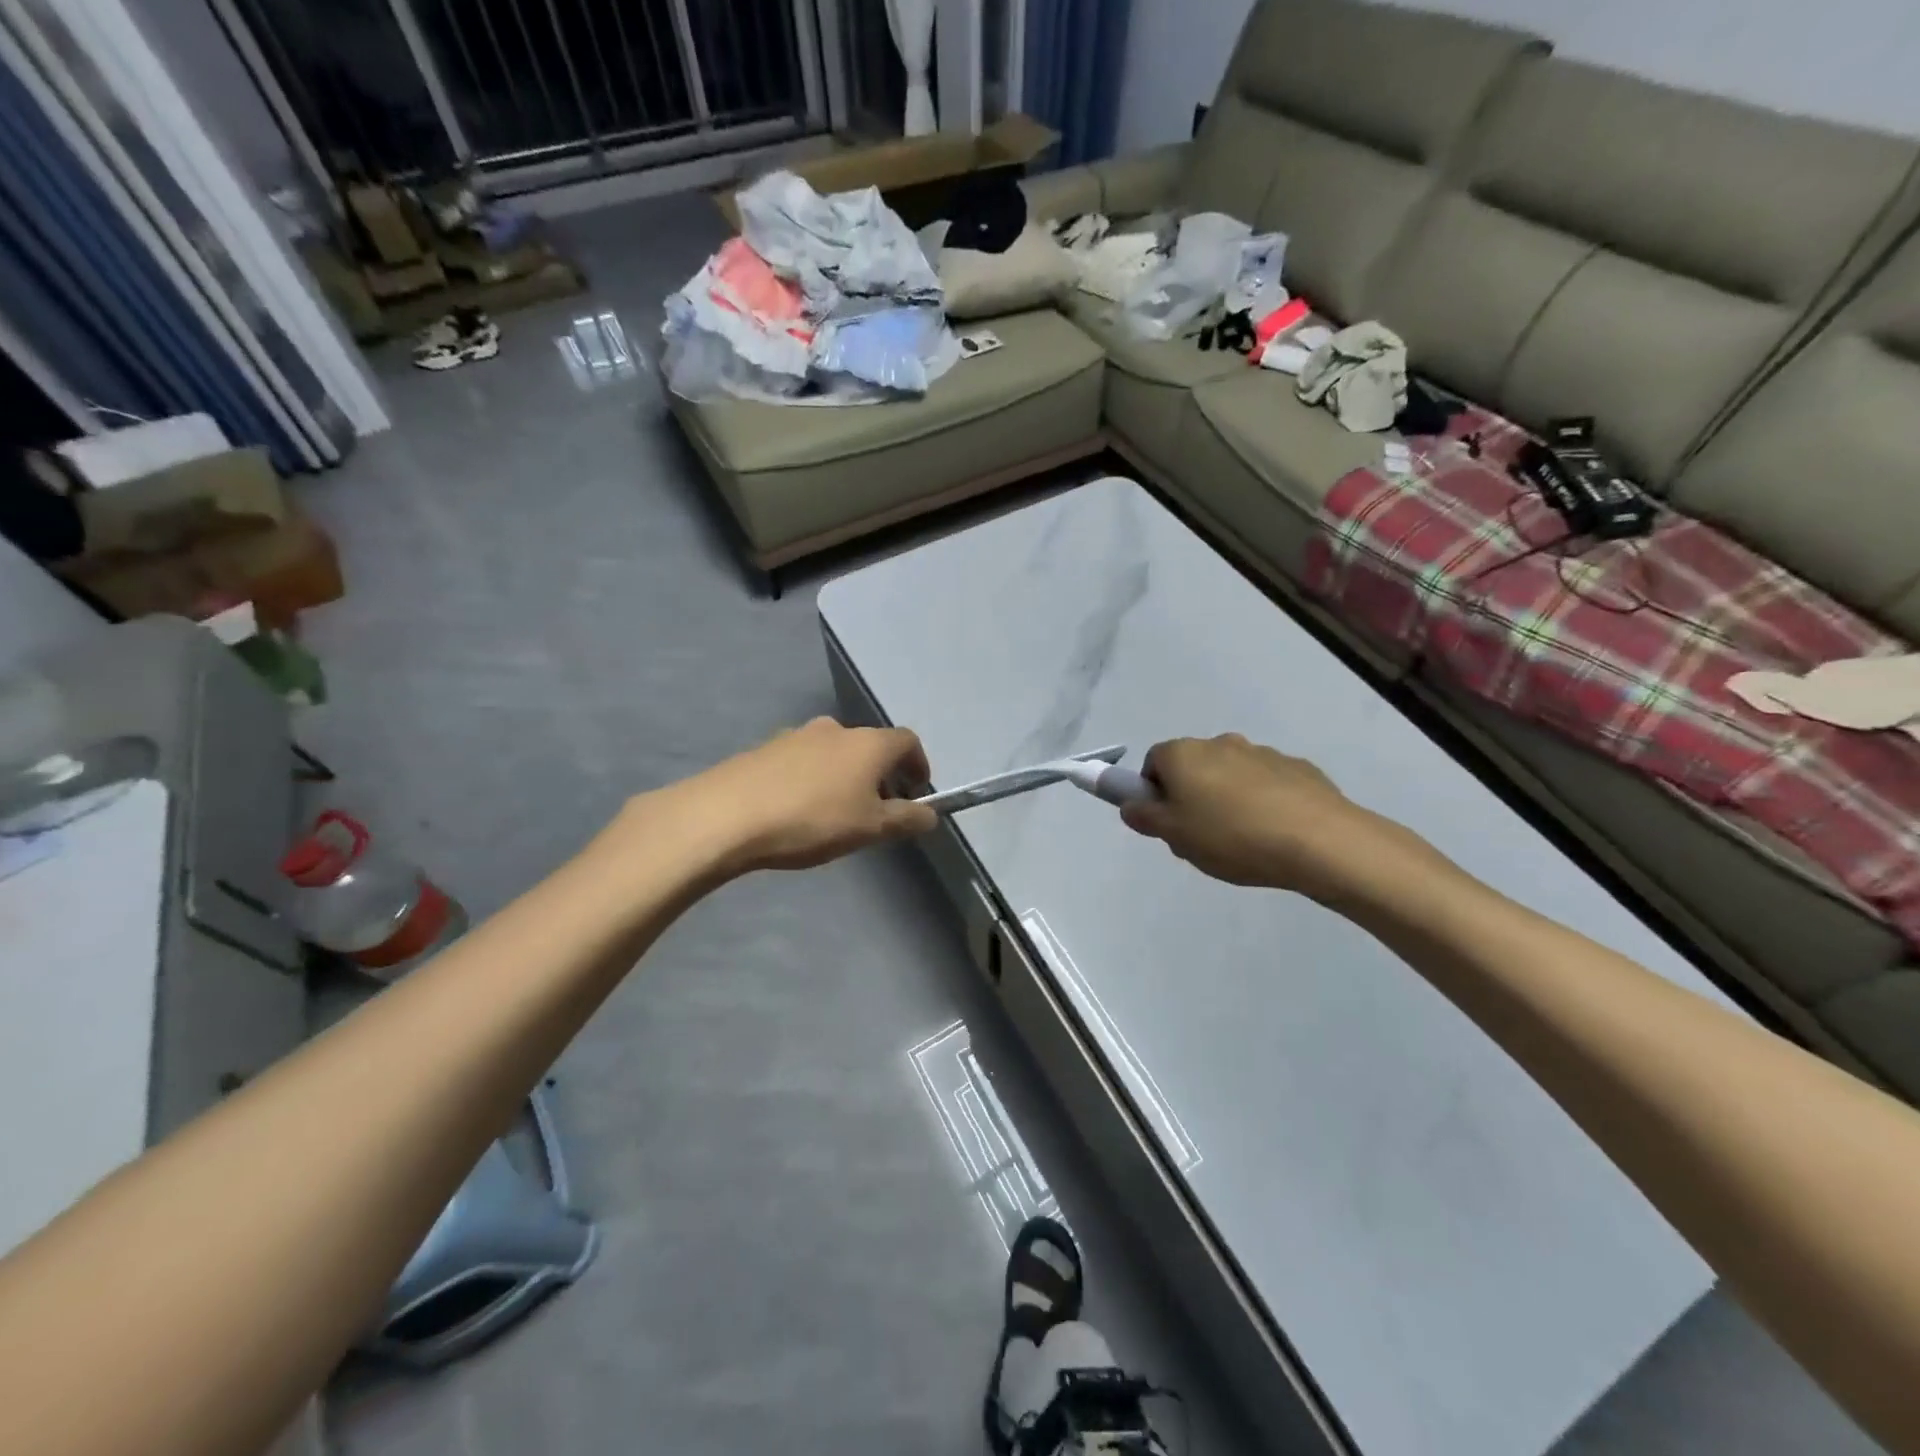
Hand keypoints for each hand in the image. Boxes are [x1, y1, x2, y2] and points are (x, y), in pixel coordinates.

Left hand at [673, 717, 938, 873]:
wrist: (727, 815)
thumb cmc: (812, 820)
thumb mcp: (870, 828)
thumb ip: (906, 819)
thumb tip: (930, 815)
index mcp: (868, 743)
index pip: (908, 741)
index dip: (918, 765)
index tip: (916, 792)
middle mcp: (835, 729)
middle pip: (870, 746)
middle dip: (880, 775)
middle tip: (876, 811)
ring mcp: (796, 735)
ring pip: (834, 753)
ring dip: (845, 776)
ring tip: (835, 814)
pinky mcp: (765, 748)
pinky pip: (802, 761)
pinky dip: (813, 779)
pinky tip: (797, 810)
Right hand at [1120, 734, 1405, 900]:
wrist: (1319, 841)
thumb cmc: (1231, 837)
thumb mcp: (1176, 837)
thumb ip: (1145, 818)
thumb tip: (1131, 805)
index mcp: (1184, 755)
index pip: (1153, 762)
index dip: (1154, 792)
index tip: (1166, 821)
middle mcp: (1220, 743)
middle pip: (1193, 766)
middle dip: (1191, 795)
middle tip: (1200, 836)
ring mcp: (1262, 752)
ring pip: (1230, 774)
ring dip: (1228, 797)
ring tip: (1243, 839)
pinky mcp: (1298, 768)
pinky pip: (1267, 783)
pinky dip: (1263, 801)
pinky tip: (1274, 833)